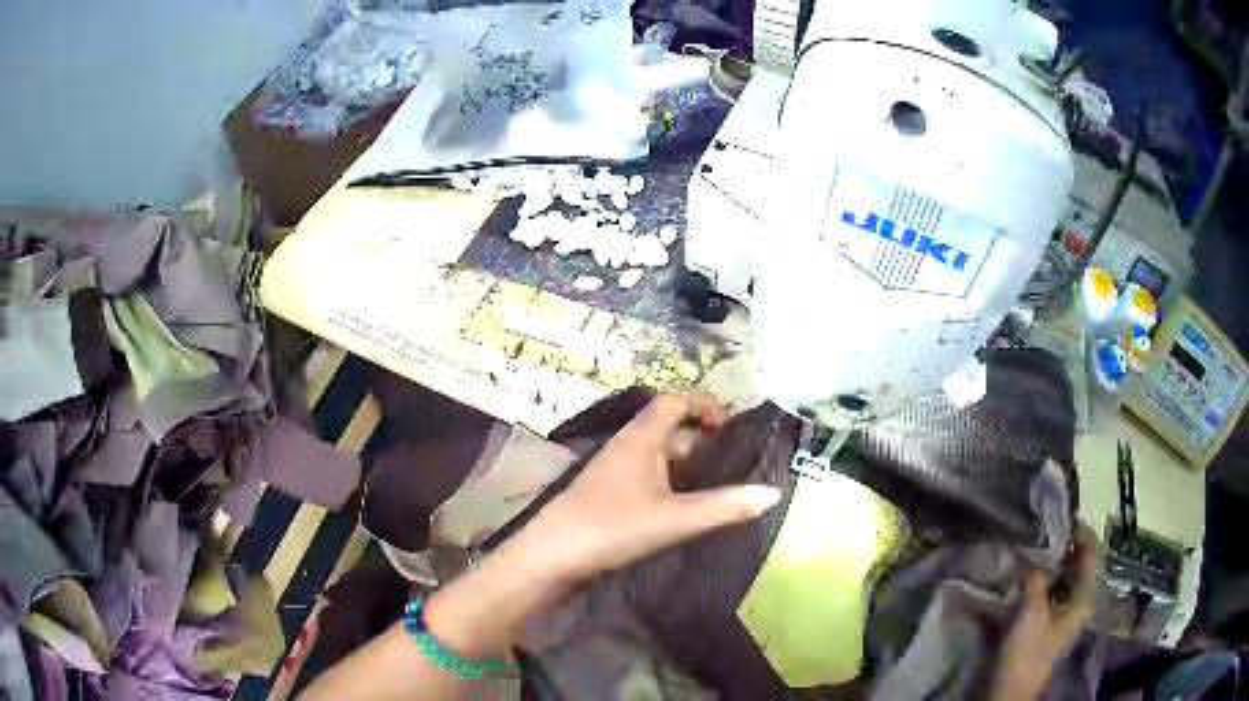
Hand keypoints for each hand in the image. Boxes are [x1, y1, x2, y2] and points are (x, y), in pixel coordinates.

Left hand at [516, 394, 781, 580]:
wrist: (552, 555)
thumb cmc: (612, 527)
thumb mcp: (674, 518)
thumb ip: (724, 506)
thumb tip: (773, 493)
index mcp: (642, 438)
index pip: (675, 401)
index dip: (705, 405)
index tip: (731, 428)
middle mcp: (628, 446)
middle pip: (671, 429)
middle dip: (703, 443)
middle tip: (735, 466)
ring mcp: (616, 470)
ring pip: (660, 456)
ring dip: (689, 467)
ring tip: (719, 488)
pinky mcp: (610, 493)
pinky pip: (649, 476)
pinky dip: (672, 484)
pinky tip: (685, 508)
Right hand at [992, 521, 1098, 700]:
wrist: (1009, 691)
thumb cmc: (1027, 652)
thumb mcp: (1032, 612)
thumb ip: (1036, 579)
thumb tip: (1033, 558)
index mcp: (1084, 595)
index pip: (1089, 551)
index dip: (1077, 530)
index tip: (1058, 511)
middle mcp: (1078, 599)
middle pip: (1074, 562)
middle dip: (1059, 545)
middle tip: (1039, 526)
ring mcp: (1062, 612)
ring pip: (1060, 576)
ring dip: (1047, 562)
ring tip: (1029, 545)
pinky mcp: (1045, 621)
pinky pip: (1047, 590)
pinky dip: (1039, 579)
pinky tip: (1023, 574)